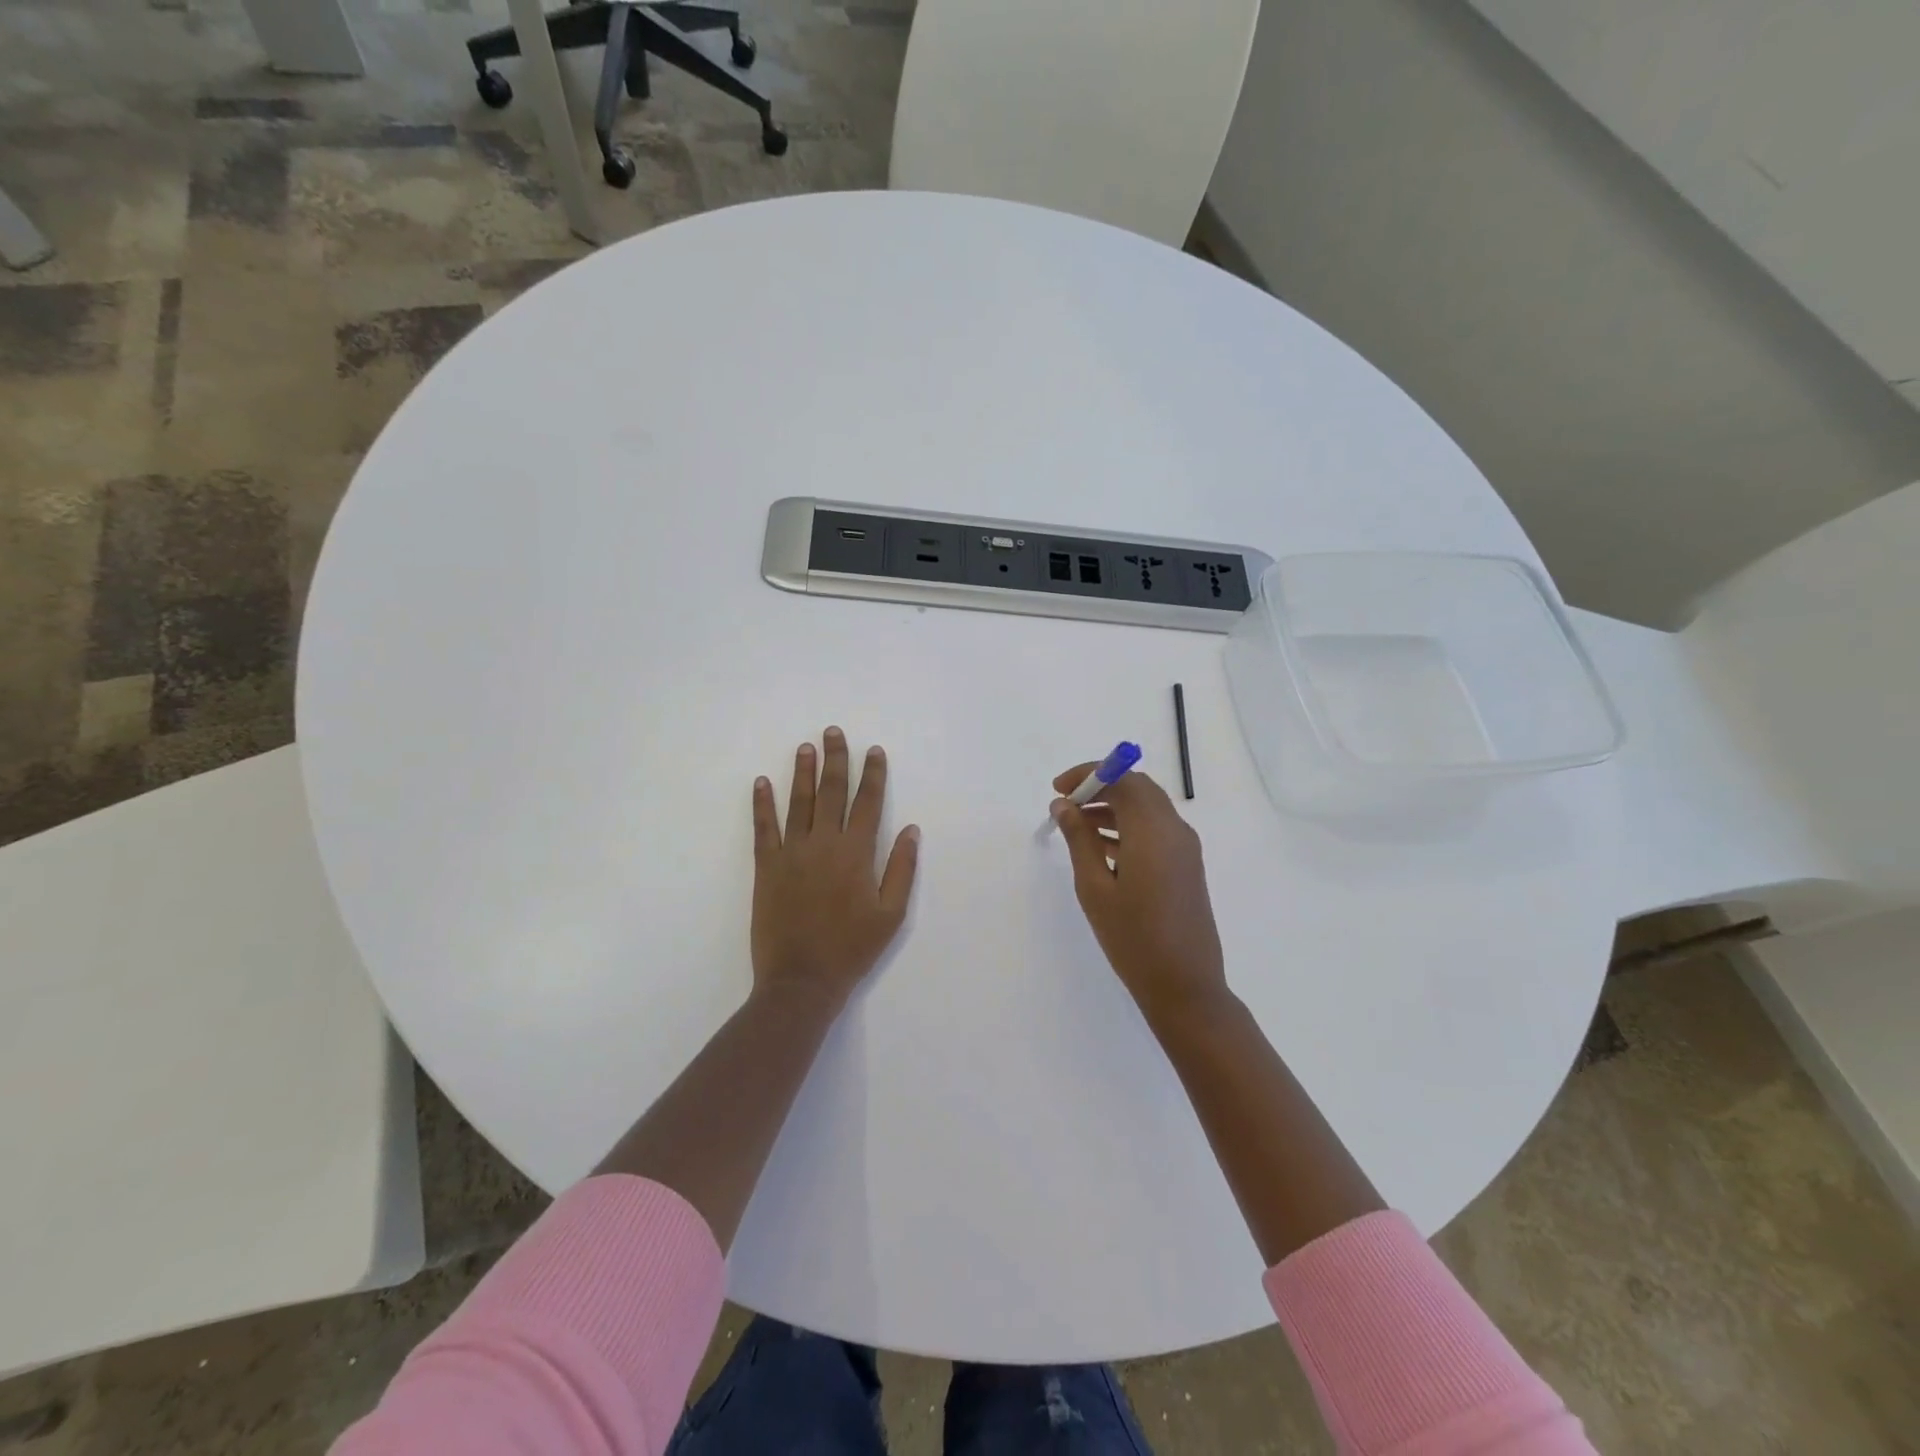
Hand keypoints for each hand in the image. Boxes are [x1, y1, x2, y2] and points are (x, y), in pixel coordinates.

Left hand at [751, 727, 919, 1011]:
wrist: (801, 981)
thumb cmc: (852, 949)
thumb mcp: (891, 915)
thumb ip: (901, 869)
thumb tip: (911, 830)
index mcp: (857, 854)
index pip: (868, 803)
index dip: (873, 774)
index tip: (874, 750)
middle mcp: (825, 844)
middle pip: (832, 792)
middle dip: (835, 760)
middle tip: (834, 732)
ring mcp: (792, 853)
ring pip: (799, 802)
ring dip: (802, 772)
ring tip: (805, 747)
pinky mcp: (767, 867)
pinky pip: (764, 828)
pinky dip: (762, 804)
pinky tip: (762, 783)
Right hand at [1050, 764, 1229, 1025]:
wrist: (1185, 985)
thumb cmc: (1133, 938)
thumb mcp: (1094, 888)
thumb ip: (1079, 839)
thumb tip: (1063, 805)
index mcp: (1153, 831)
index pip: (1123, 778)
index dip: (1089, 774)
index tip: (1058, 789)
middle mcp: (1175, 830)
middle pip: (1138, 788)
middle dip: (1101, 787)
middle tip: (1066, 805)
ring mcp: (1185, 848)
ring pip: (1147, 808)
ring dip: (1113, 807)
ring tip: (1076, 827)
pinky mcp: (1187, 865)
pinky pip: (1156, 830)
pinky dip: (1128, 826)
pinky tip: (1101, 848)